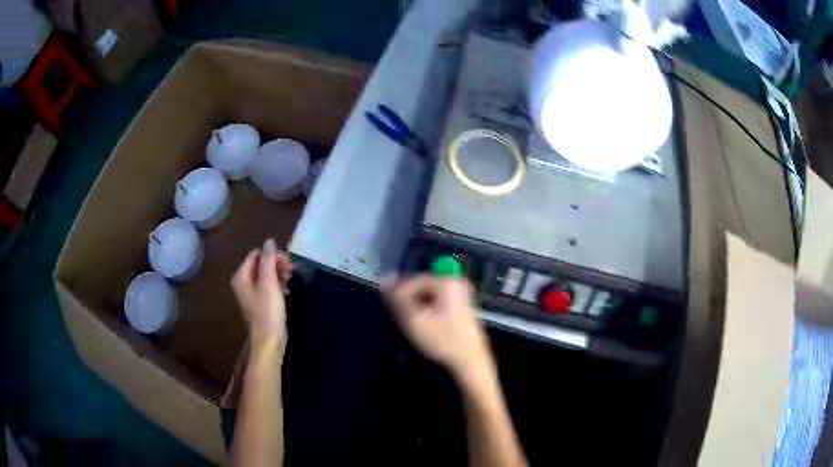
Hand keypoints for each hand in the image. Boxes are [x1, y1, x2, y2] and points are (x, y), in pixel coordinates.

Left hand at [231, 239, 293, 351]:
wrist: (269, 339)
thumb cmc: (268, 310)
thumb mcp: (269, 282)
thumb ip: (268, 259)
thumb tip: (269, 241)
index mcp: (241, 276)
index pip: (256, 254)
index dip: (272, 254)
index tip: (288, 261)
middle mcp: (243, 283)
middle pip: (261, 264)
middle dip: (276, 264)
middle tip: (291, 270)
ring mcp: (251, 294)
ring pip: (266, 275)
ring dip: (279, 274)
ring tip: (290, 279)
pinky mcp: (260, 303)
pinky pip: (268, 286)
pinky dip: (278, 284)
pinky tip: (287, 290)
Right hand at [384, 275, 492, 378]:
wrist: (470, 361)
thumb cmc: (443, 341)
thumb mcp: (414, 320)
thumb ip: (398, 299)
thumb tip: (385, 280)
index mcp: (447, 281)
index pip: (412, 281)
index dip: (398, 296)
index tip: (391, 312)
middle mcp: (455, 282)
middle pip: (420, 287)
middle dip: (407, 301)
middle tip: (398, 319)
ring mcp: (460, 293)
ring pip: (427, 296)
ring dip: (415, 307)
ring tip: (409, 324)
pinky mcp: (460, 305)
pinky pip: (436, 302)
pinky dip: (426, 311)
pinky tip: (422, 326)